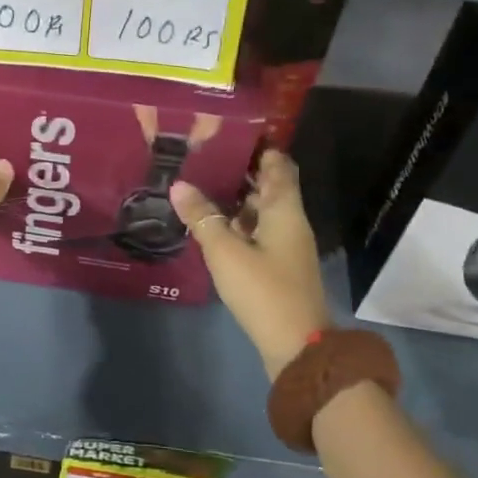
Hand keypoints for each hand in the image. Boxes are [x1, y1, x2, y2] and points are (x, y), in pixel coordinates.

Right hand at [170, 149, 330, 378]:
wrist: (297, 346)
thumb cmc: (264, 290)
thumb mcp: (225, 252)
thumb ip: (202, 217)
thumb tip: (179, 185)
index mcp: (284, 210)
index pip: (279, 165)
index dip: (260, 146)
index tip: (231, 131)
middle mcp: (290, 222)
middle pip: (268, 187)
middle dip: (240, 171)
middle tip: (203, 157)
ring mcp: (286, 246)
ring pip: (260, 211)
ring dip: (235, 199)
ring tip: (199, 185)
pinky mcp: (278, 266)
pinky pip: (257, 233)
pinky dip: (237, 224)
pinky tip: (211, 225)